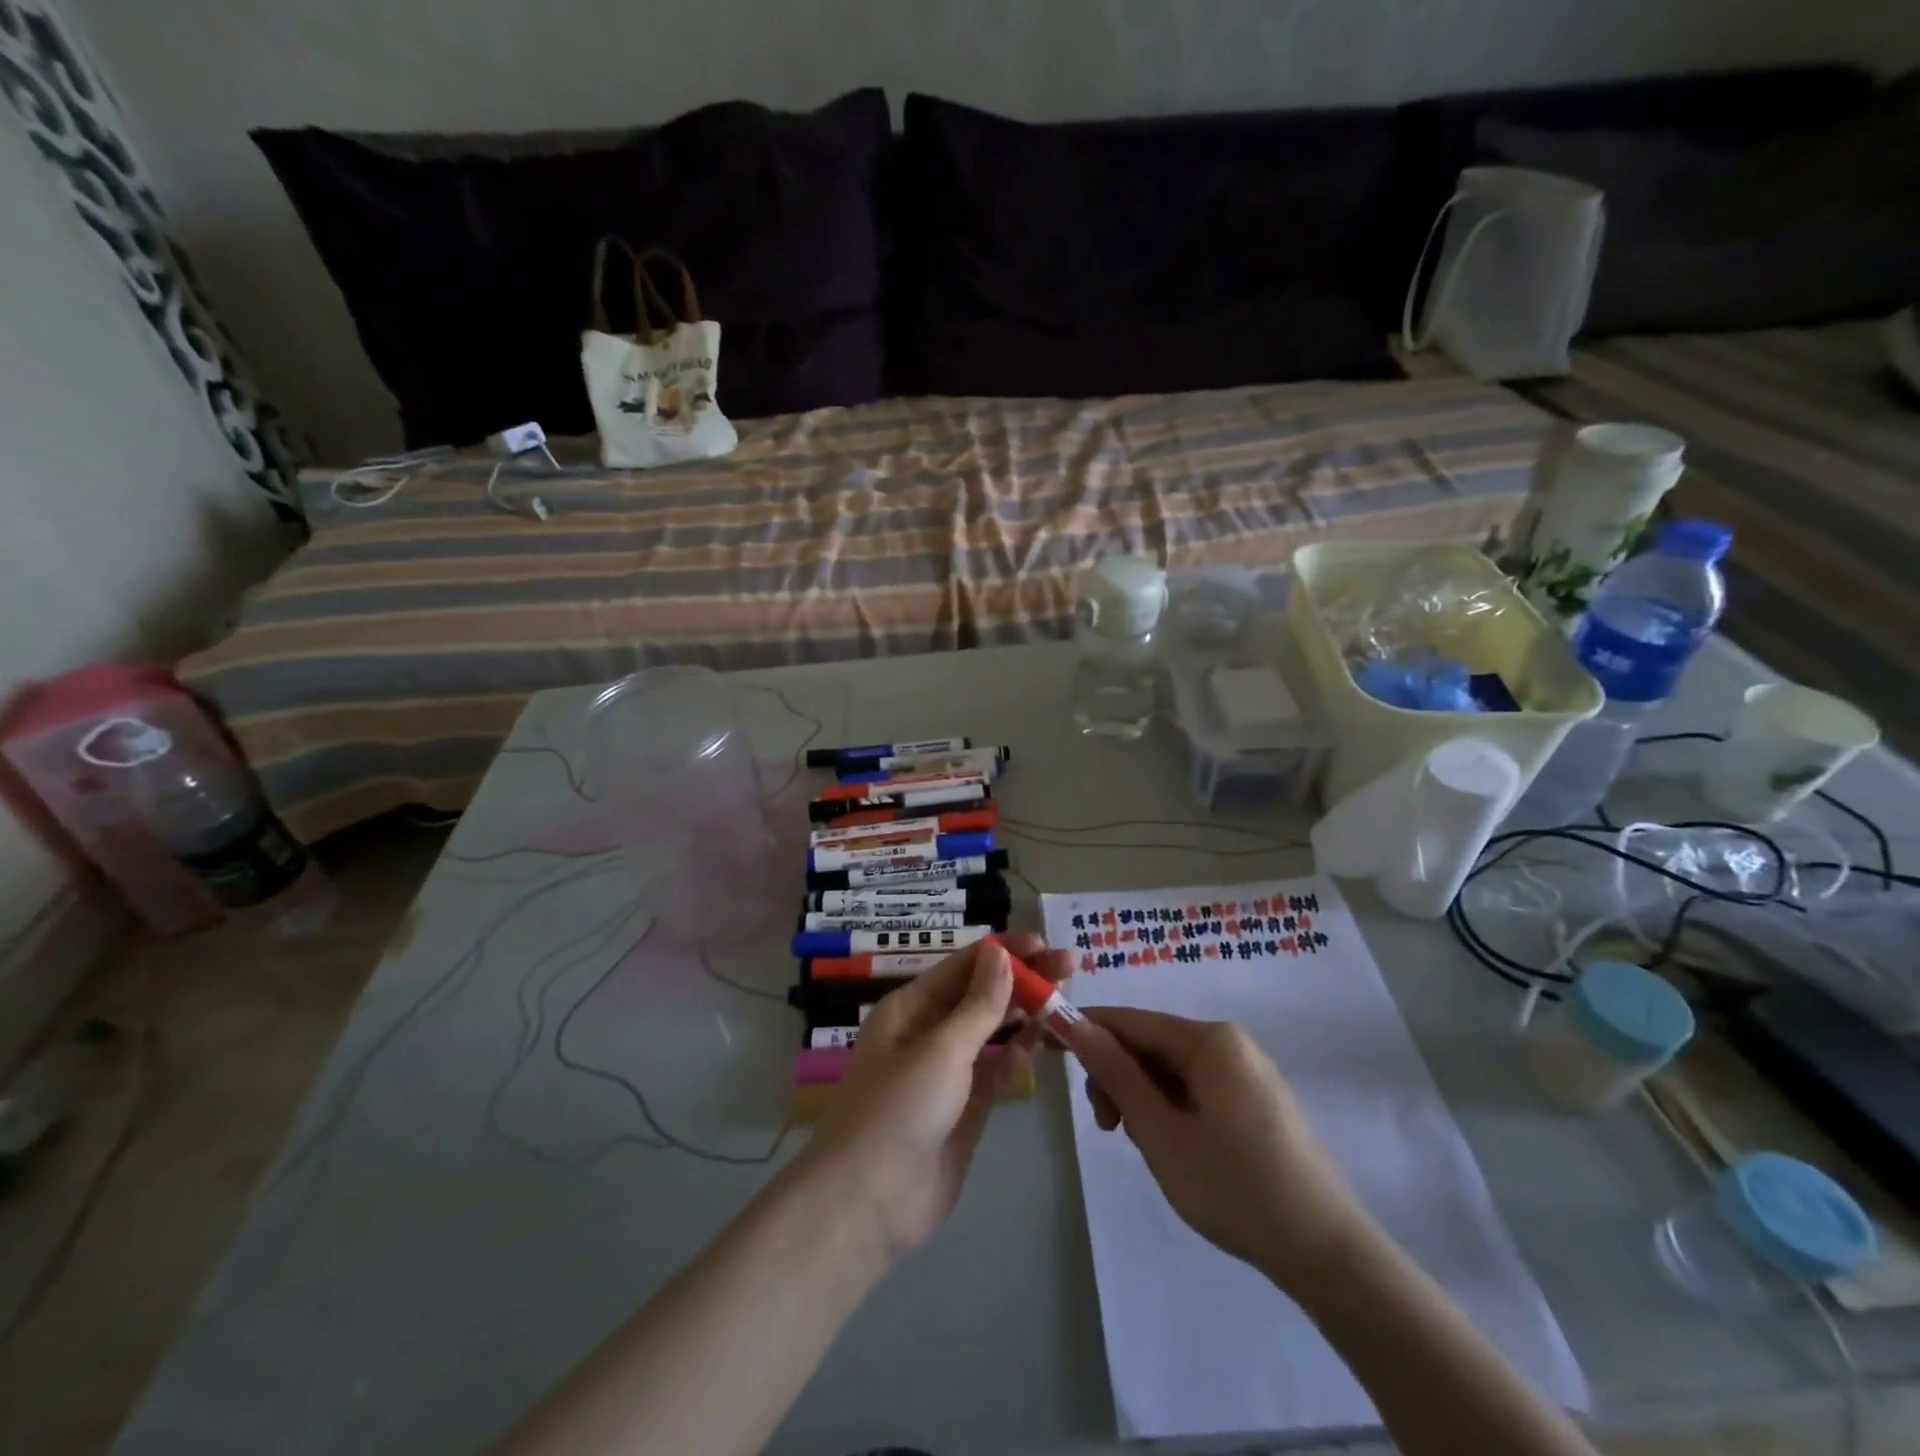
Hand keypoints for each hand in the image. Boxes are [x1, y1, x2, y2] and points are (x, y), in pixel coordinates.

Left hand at [804, 934, 1071, 1257]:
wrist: (872, 1202)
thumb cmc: (900, 1109)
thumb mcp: (942, 1049)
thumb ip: (979, 1004)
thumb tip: (1000, 953)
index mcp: (910, 1008)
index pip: (963, 966)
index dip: (1004, 952)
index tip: (1045, 944)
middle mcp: (928, 1031)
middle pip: (980, 994)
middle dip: (1022, 978)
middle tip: (1070, 967)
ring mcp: (948, 1070)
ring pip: (992, 1029)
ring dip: (1025, 1012)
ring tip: (1066, 996)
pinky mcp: (966, 1106)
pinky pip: (996, 1068)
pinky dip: (1019, 1051)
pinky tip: (1046, 1037)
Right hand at [1066, 1009, 1372, 1294]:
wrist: (1327, 1252)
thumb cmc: (1233, 1187)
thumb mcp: (1160, 1132)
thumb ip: (1115, 1073)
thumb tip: (1076, 1023)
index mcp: (1207, 1040)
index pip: (1128, 1019)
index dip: (1086, 1031)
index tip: (1050, 1054)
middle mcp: (1229, 1041)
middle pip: (1151, 1041)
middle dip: (1118, 1075)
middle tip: (1108, 1128)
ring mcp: (1249, 1068)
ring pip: (1173, 1066)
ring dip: (1143, 1095)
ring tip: (1144, 1144)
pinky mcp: (1260, 1097)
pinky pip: (1199, 1084)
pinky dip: (1172, 1105)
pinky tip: (1176, 1145)